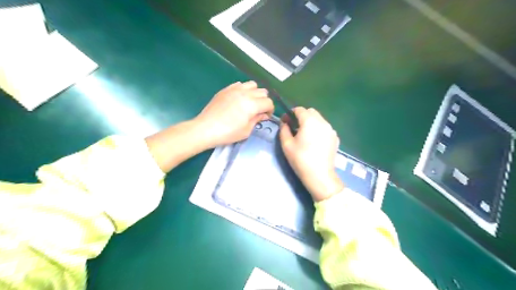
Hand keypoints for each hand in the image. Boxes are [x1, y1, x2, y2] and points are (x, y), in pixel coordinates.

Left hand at [193, 80, 273, 146]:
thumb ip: (257, 120)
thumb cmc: (227, 133)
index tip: (266, 117)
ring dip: (255, 93)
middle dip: (264, 101)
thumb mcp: (246, 131)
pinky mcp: (226, 89)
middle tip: (259, 111)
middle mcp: (245, 93)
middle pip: (263, 91)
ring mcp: (234, 89)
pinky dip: (243, 89)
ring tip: (250, 103)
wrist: (206, 128)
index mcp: (252, 104)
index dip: (270, 110)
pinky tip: (239, 99)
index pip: (268, 102)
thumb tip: (263, 115)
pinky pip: (240, 84)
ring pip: (252, 84)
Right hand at [278, 107, 340, 201]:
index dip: (290, 113)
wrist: (320, 175)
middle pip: (311, 112)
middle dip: (301, 116)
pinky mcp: (335, 138)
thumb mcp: (286, 144)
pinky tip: (315, 142)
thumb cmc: (300, 159)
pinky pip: (325, 128)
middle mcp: (322, 122)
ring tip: (305, 135)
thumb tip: (284, 123)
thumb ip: (283, 129)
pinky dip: (318, 130)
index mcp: (310, 121)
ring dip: (311, 123)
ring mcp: (331, 130)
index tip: (285, 122)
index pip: (299, 109)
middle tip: (295, 128)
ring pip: (319, 119)